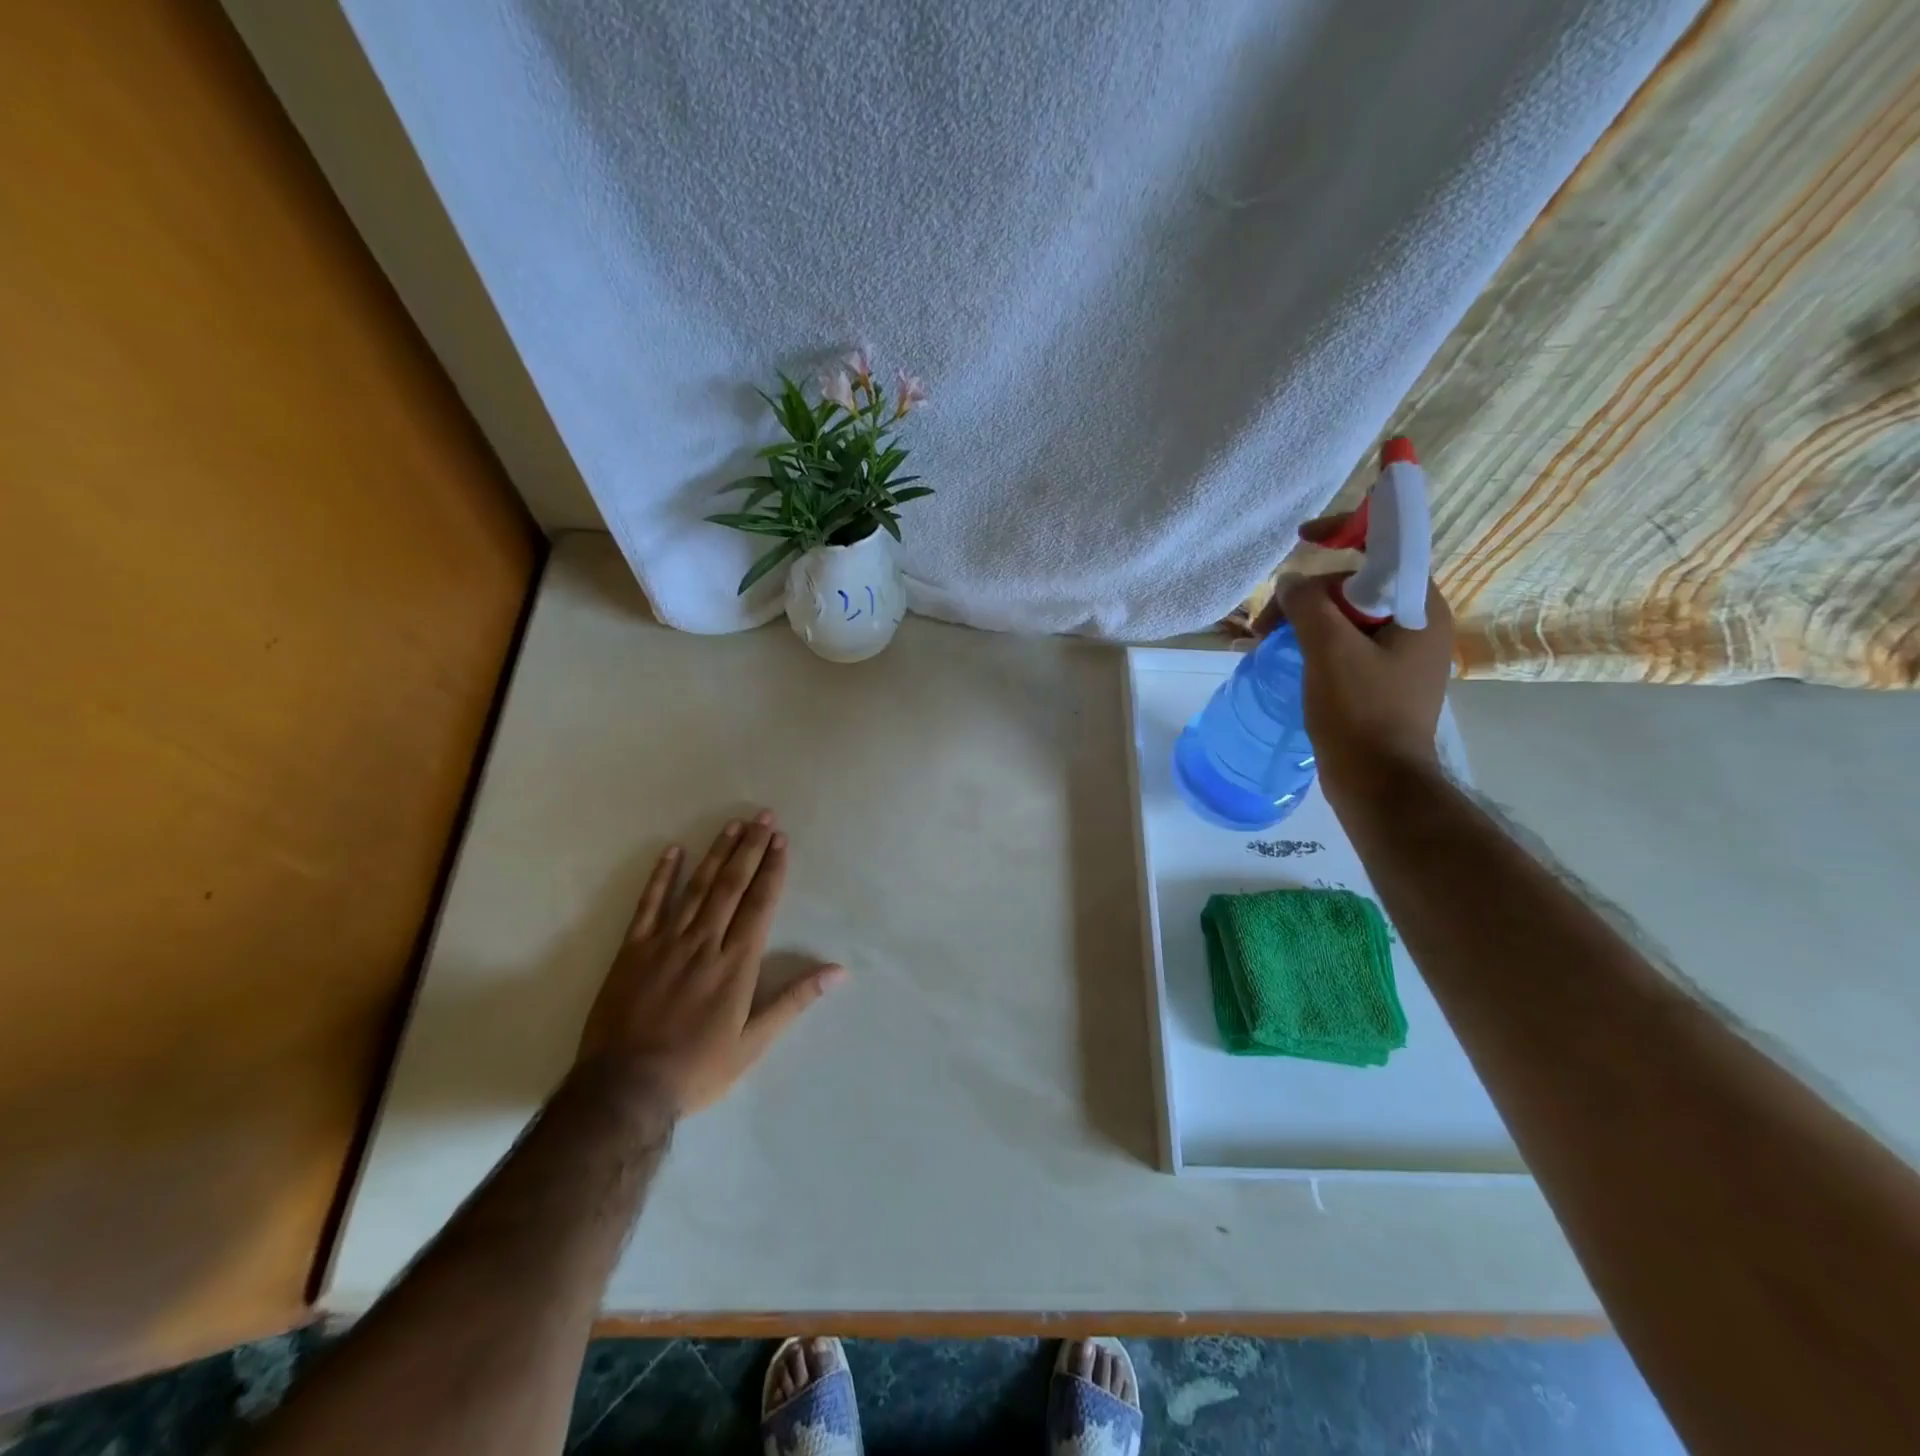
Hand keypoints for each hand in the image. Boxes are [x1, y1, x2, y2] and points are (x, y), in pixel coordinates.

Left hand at [576, 810, 845, 1115]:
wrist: (626, 1089)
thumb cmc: (698, 1068)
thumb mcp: (754, 1043)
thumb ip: (794, 1000)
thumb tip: (839, 972)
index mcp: (737, 962)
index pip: (760, 903)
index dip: (772, 869)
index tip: (781, 840)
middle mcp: (705, 941)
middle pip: (732, 885)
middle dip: (750, 848)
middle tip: (763, 816)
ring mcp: (667, 942)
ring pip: (697, 887)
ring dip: (717, 853)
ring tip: (733, 825)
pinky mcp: (633, 950)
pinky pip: (649, 904)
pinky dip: (662, 876)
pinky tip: (673, 850)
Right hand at [1256, 514, 1455, 806]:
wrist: (1379, 784)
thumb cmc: (1360, 714)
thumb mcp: (1329, 652)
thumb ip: (1309, 605)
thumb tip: (1292, 581)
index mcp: (1419, 609)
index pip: (1389, 547)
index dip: (1347, 531)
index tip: (1305, 536)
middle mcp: (1418, 625)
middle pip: (1358, 585)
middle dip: (1308, 595)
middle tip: (1265, 623)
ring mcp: (1401, 655)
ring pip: (1349, 617)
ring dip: (1305, 621)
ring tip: (1265, 643)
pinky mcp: (1382, 680)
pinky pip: (1347, 644)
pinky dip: (1315, 643)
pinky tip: (1287, 658)